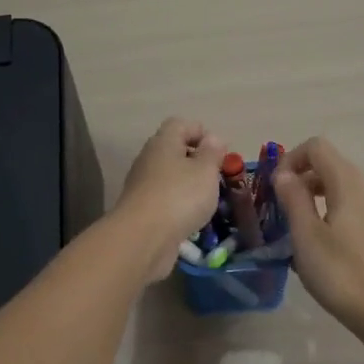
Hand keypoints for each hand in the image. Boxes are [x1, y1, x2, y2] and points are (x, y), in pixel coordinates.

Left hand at [115, 118, 226, 278]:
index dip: (201, 132)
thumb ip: (212, 153)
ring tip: (211, 201)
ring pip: (171, 178)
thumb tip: (213, 138)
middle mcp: (149, 160)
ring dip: (191, 187)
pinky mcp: (143, 211)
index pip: (180, 124)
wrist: (143, 238)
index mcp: (163, 142)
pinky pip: (166, 201)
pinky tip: (194, 220)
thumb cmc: (180, 196)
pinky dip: (181, 207)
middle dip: (199, 163)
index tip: (220, 152)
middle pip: (175, 152)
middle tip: (219, 178)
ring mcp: (143, 186)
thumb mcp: (205, 171)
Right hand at [274, 137, 363, 333]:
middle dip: (301, 179)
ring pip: (343, 188)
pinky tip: (321, 245)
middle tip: (280, 209)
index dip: (291, 159)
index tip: (274, 187)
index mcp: (350, 184)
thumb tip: (284, 174)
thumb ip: (293, 199)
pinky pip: (354, 207)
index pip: (318, 147)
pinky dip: (332, 212)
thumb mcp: (306, 236)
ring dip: (315, 197)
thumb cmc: (340, 273)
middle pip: (331, 165)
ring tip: (297, 228)